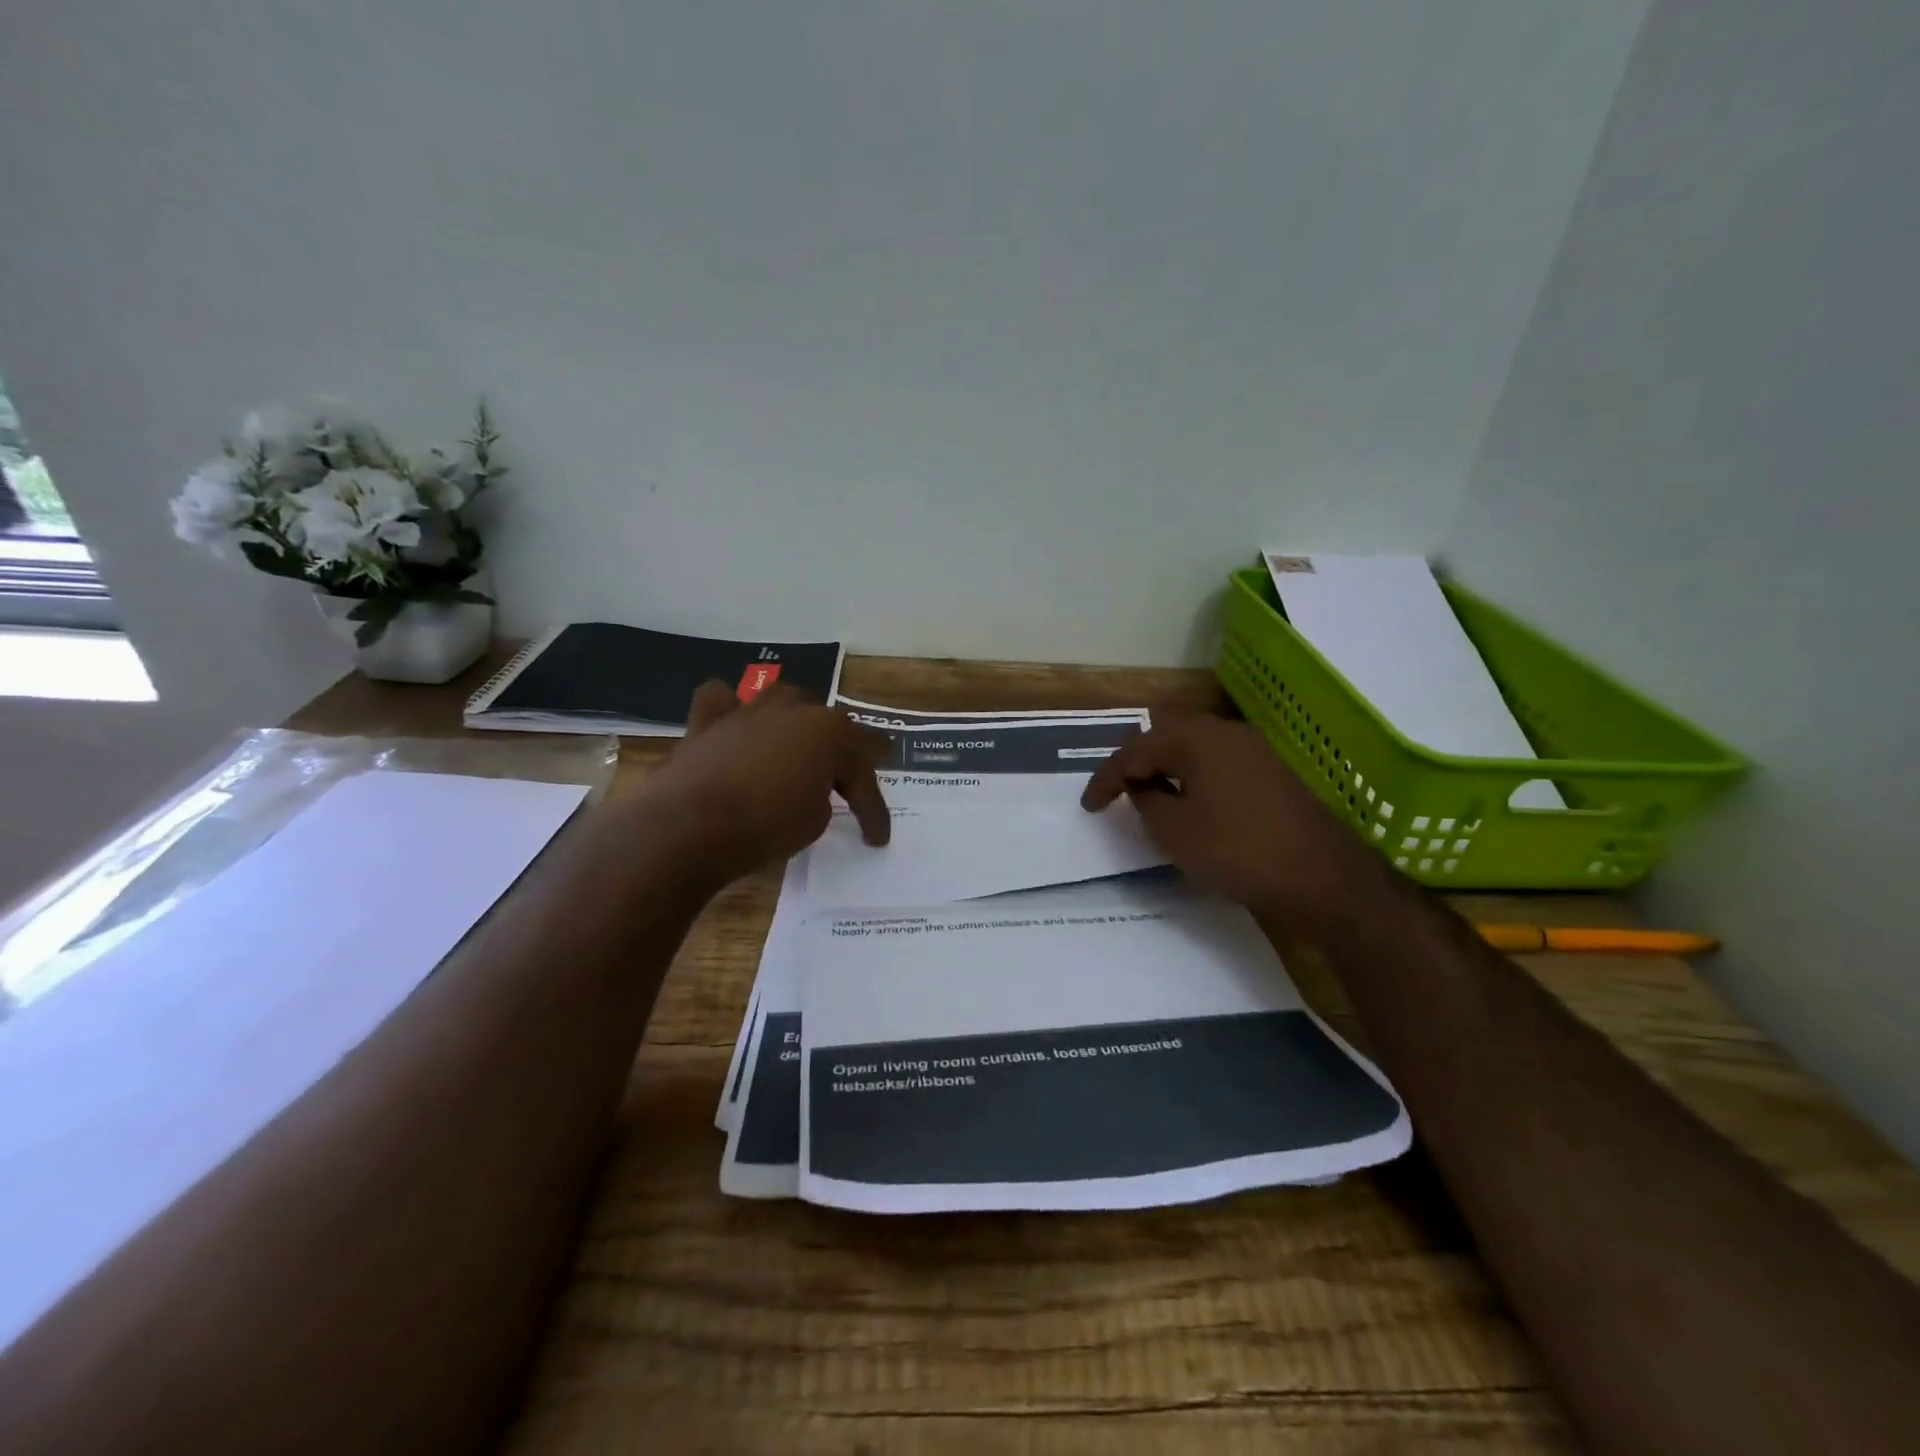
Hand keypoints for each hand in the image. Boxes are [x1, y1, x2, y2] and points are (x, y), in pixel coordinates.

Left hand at [639, 681, 890, 888]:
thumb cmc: (764, 825)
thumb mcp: (815, 822)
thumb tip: (811, 789)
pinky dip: (732, 711)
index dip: (873, 807)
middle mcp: (795, 708)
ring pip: (785, 702)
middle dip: (841, 759)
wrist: (687, 827)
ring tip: (798, 752)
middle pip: (830, 729)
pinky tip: (737, 726)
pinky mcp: (708, 720)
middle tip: (845, 792)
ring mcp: (749, 708)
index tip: (877, 838)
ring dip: (796, 726)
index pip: (864, 770)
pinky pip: (724, 701)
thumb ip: (824, 796)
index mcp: (831, 731)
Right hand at [1080, 715, 1387, 930]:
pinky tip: (1193, 801)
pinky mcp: (1275, 771)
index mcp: (1197, 739)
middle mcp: (1226, 732)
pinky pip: (1220, 762)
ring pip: (1196, 747)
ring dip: (1168, 767)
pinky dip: (1196, 776)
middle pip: (1167, 735)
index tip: (1089, 806)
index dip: (1106, 778)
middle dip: (1138, 761)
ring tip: (1151, 796)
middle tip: (1119, 790)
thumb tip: (1144, 787)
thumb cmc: (1238, 851)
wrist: (1324, 877)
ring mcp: (1256, 749)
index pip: (1136, 750)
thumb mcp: (1175, 832)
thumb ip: (1147, 802)